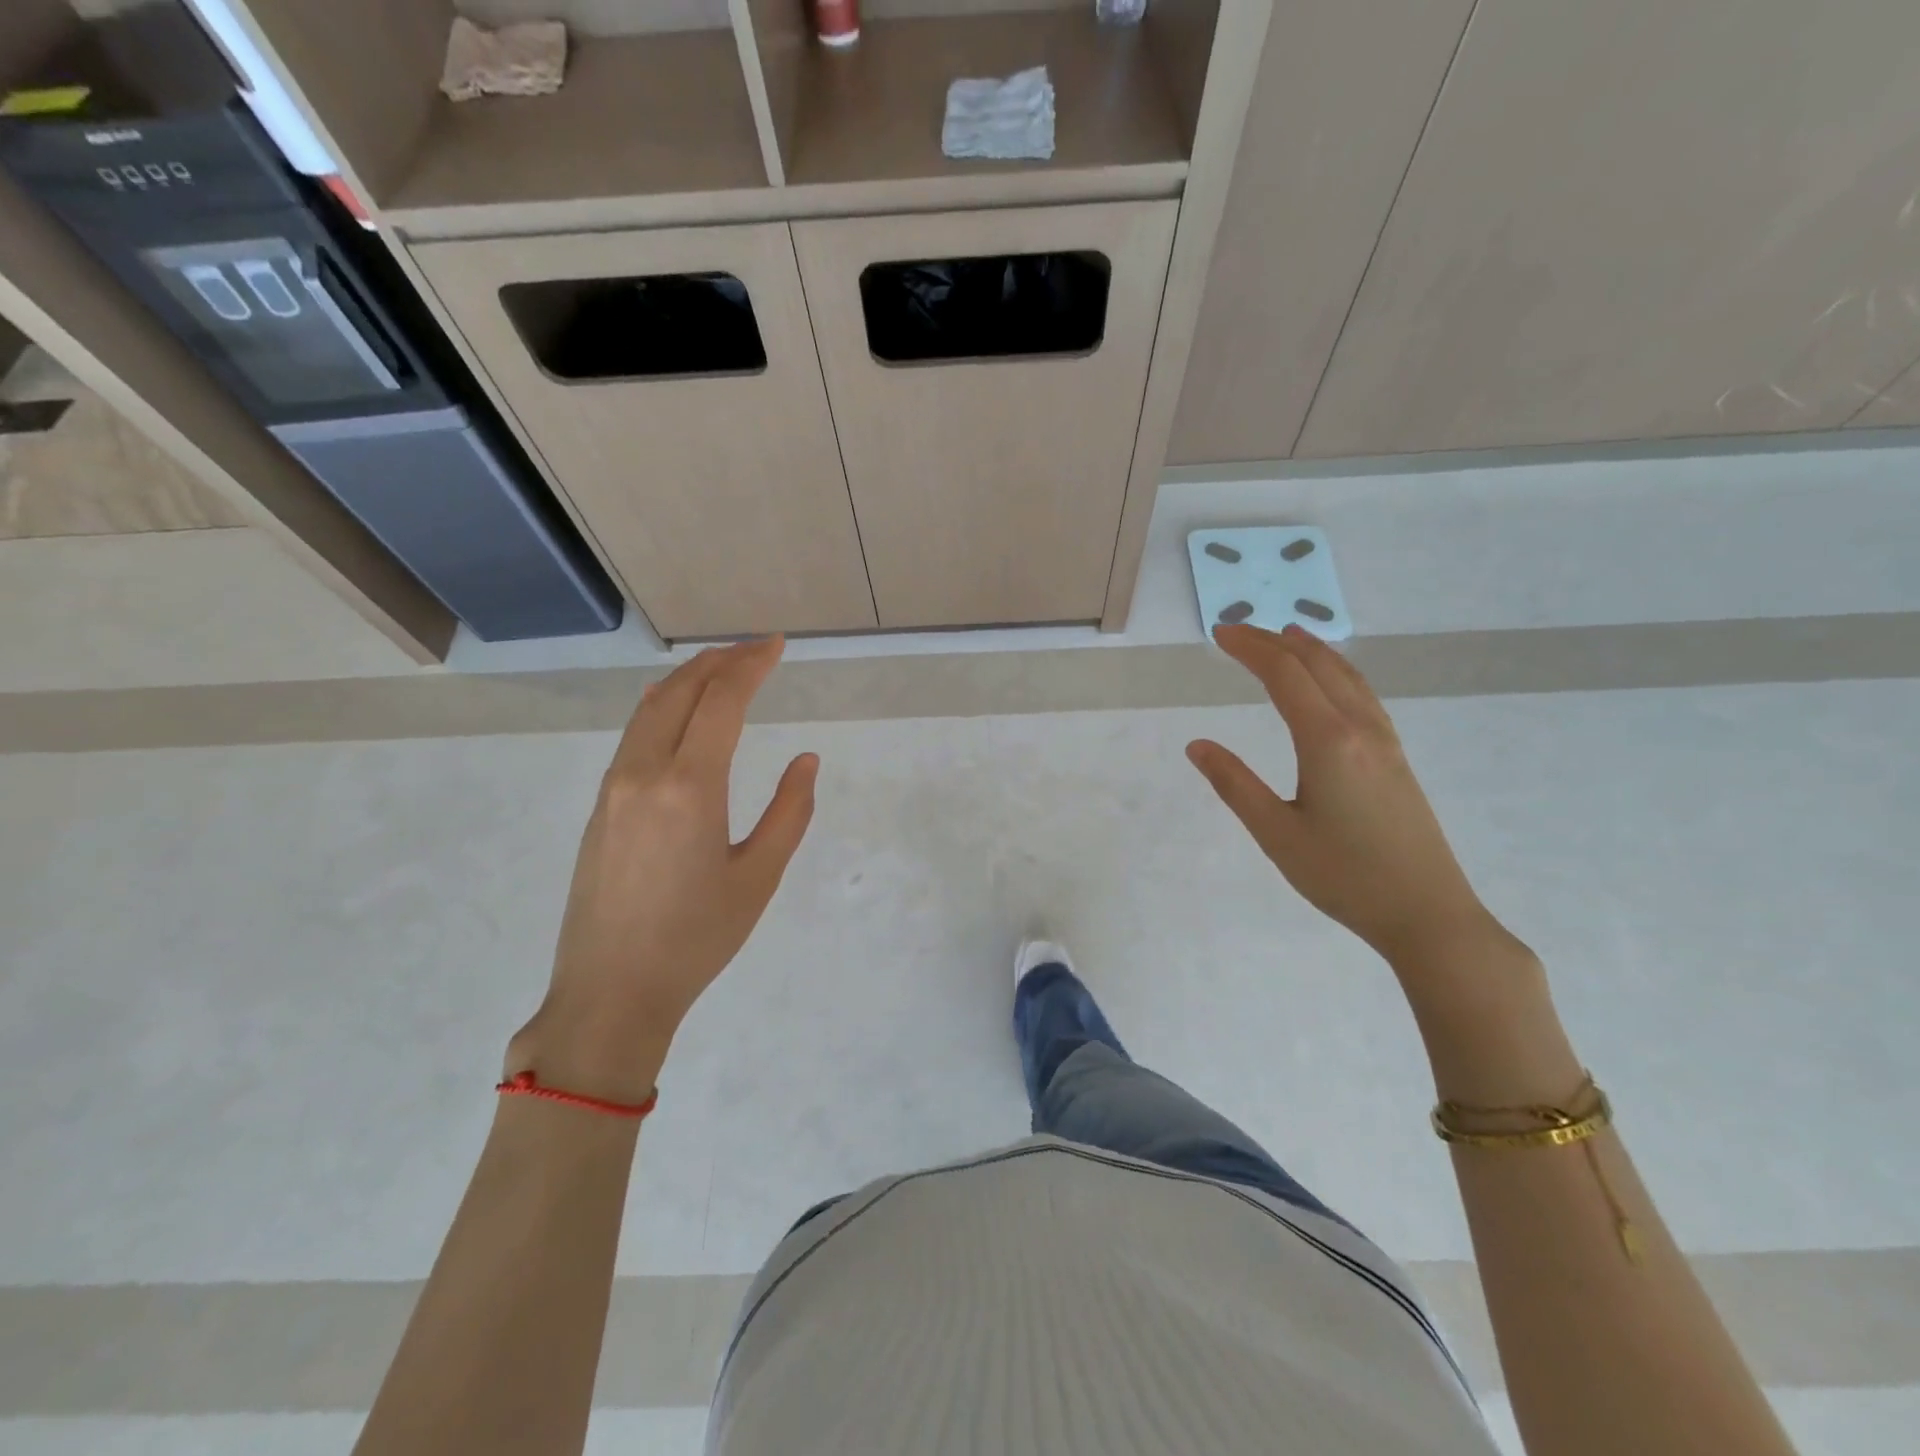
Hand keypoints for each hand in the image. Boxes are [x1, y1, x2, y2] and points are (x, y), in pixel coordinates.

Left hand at [507, 638, 816, 1101]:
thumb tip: (805, 760)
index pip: (721, 702)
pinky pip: (634, 736)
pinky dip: (664, 707)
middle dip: (719, 660)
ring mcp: (613, 788)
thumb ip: (790, 812)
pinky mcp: (599, 806)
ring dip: (688, 679)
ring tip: (722, 668)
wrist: (611, 993)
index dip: (750, 665)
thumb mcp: (759, 878)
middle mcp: (643, 774)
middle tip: (756, 650)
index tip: (777, 645)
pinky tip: (681, 713)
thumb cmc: (696, 939)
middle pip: (679, 692)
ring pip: (649, 709)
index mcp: (689, 788)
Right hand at [1187, 624, 1501, 969]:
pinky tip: (1331, 684)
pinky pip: (1363, 696)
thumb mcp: (1276, 833)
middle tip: (1238, 631)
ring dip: (1312, 651)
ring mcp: (1385, 742)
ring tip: (1286, 637)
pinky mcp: (1396, 759)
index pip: (1284, 676)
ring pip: (1347, 677)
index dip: (1249, 648)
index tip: (1219, 634)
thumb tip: (1198, 746)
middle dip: (1274, 642)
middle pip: (1316, 666)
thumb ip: (1234, 784)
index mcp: (1327, 741)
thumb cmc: (1344, 876)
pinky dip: (1337, 673)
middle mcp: (1360, 729)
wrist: (1428, 914)